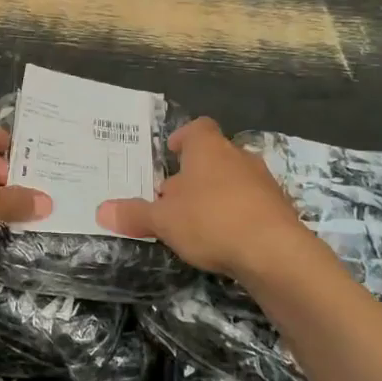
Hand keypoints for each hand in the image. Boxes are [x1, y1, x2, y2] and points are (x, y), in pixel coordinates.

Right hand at [97, 118, 306, 280]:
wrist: (275, 252)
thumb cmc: (211, 221)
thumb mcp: (163, 220)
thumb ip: (134, 214)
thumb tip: (101, 210)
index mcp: (208, 148)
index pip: (198, 128)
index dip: (184, 137)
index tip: (171, 152)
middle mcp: (238, 156)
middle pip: (214, 155)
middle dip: (195, 173)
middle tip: (175, 196)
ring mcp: (263, 181)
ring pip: (234, 179)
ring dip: (217, 194)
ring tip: (198, 220)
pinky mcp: (280, 208)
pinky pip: (252, 203)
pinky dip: (238, 214)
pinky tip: (226, 238)